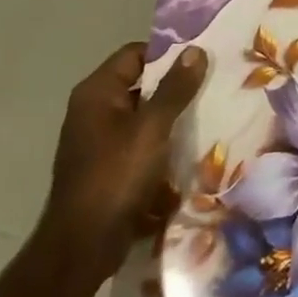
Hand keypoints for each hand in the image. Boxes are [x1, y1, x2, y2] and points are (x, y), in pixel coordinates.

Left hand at [38, 42, 207, 287]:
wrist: (83, 246)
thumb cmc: (116, 176)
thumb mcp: (152, 128)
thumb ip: (175, 88)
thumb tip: (195, 50)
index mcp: (97, 92)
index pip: (135, 53)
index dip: (167, 53)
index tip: (202, 58)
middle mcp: (93, 110)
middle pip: (140, 83)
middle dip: (175, 85)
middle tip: (214, 83)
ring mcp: (99, 140)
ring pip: (143, 114)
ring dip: (172, 115)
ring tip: (211, 112)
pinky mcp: (108, 166)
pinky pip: (141, 141)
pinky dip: (163, 140)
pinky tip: (192, 146)